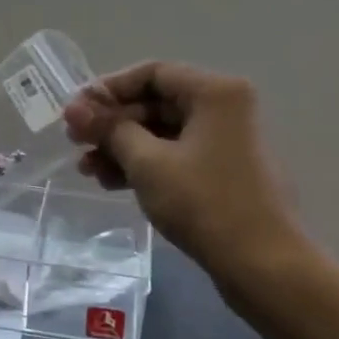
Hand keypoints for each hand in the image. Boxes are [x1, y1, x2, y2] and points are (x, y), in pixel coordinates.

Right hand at [63, 62, 301, 284]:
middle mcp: (224, 108)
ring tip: (87, 169)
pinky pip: (176, 156)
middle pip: (157, 102)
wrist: (263, 265)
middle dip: (113, 123)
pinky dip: (145, 165)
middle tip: (76, 142)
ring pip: (163, 133)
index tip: (76, 111)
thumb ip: (110, 130)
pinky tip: (112, 183)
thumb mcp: (148, 163)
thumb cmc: (205, 204)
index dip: (109, 89)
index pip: (153, 73)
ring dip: (123, 147)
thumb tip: (75, 108)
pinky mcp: (223, 172)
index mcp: (215, 93)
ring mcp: (226, 142)